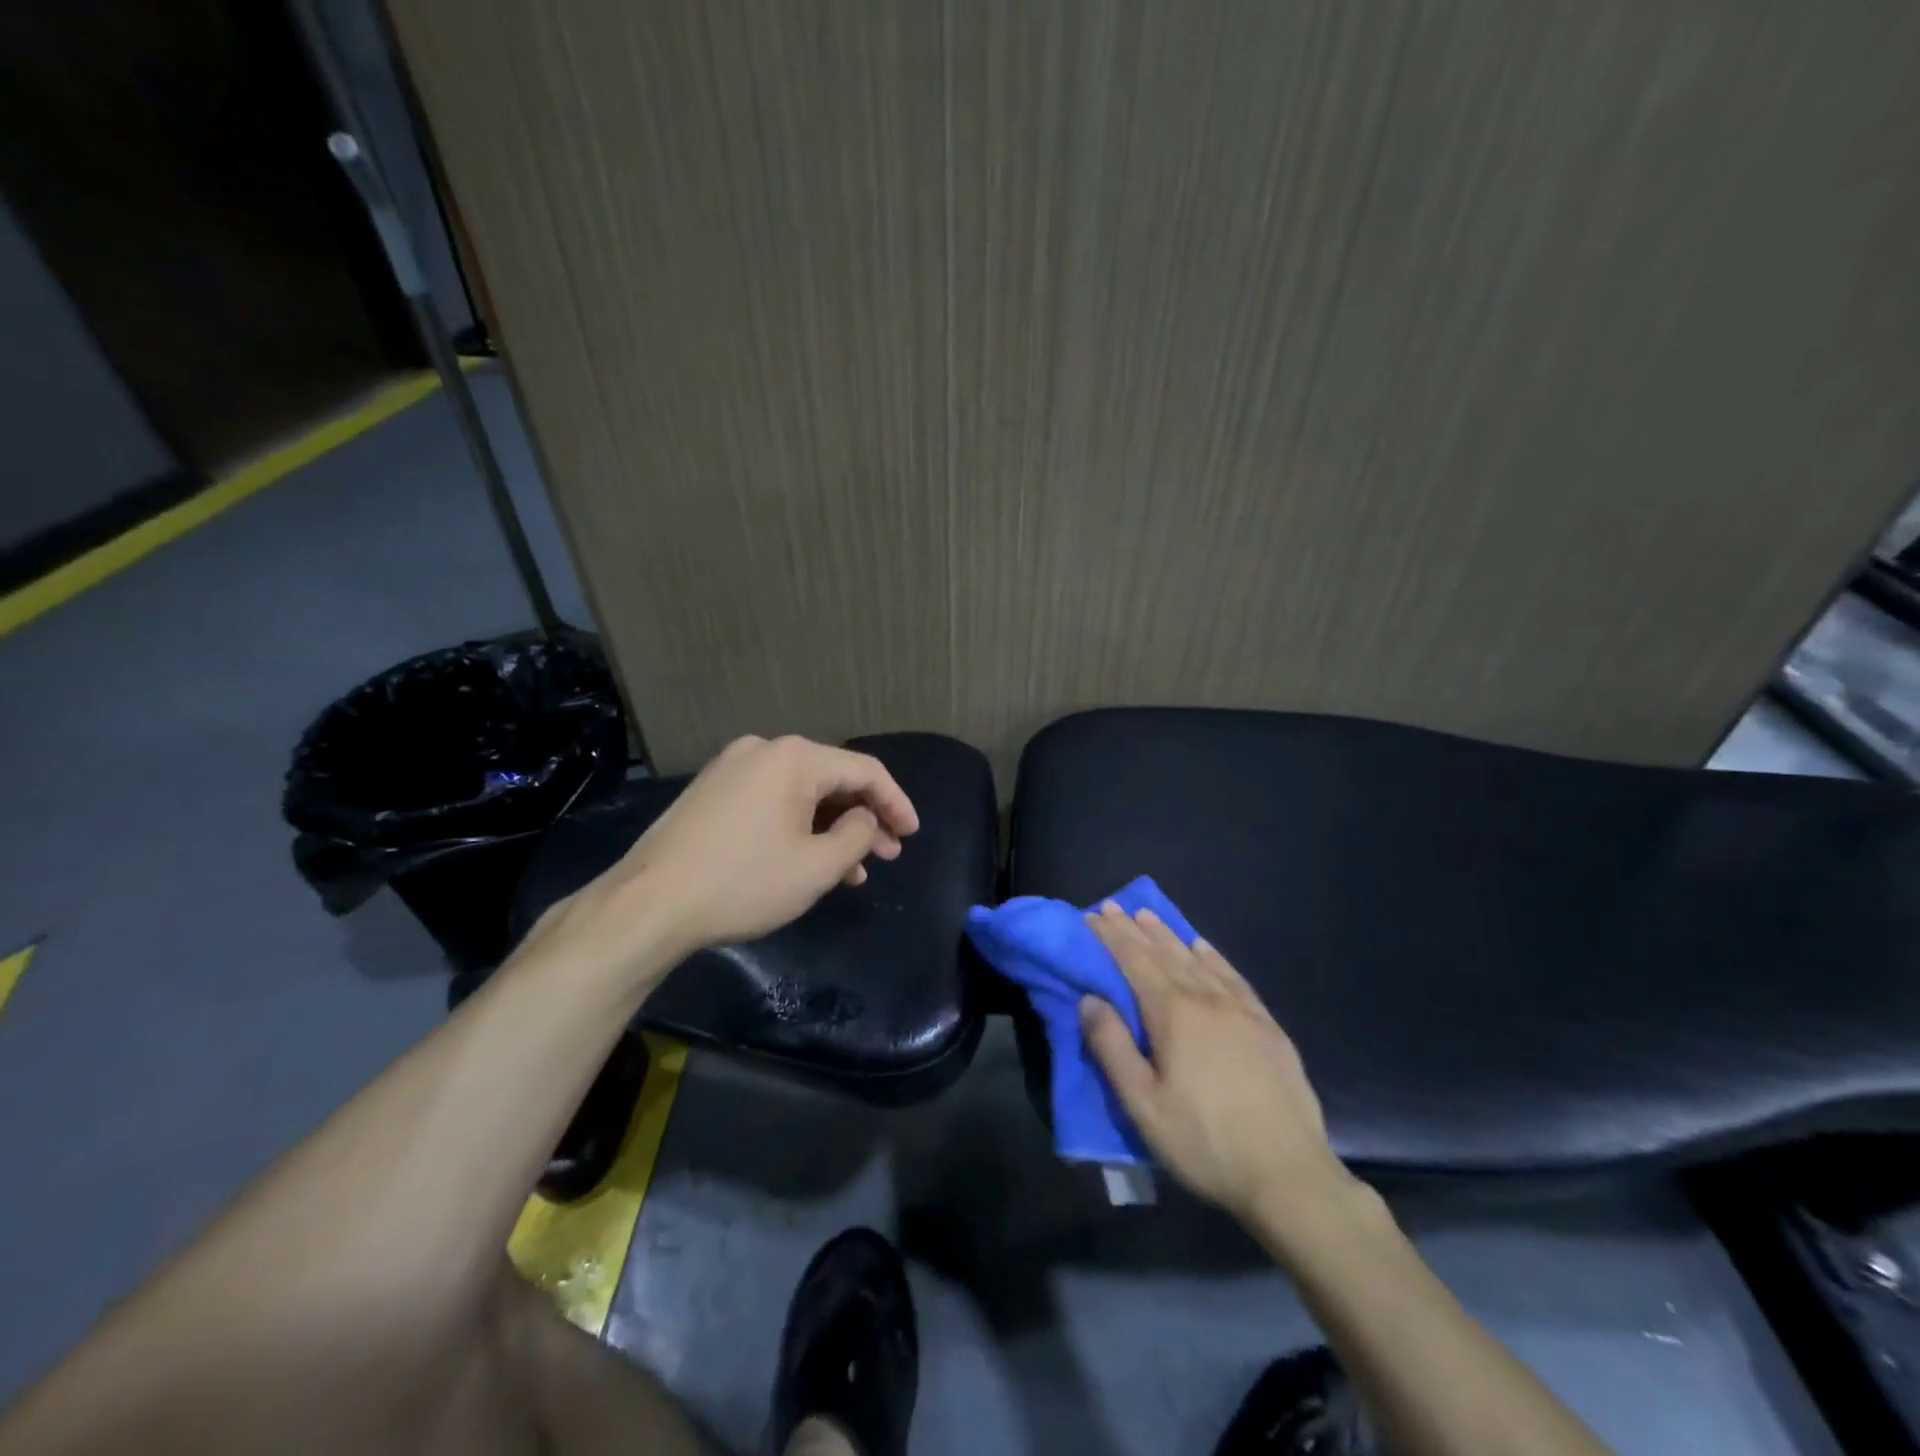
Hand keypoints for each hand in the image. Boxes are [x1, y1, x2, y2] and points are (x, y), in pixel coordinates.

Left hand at [520, 735, 918, 980]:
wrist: (648, 904)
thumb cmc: (744, 882)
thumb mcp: (817, 866)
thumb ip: (858, 835)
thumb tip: (866, 818)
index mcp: (794, 758)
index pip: (864, 771)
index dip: (896, 802)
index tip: (913, 834)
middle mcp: (763, 750)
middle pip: (831, 779)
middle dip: (865, 818)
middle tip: (888, 855)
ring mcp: (731, 768)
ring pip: (801, 793)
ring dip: (831, 828)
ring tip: (852, 870)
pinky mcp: (711, 791)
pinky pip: (771, 801)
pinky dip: (798, 826)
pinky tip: (808, 860)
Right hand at [1080, 903, 1360, 1234]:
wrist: (1289, 1175)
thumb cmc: (1205, 1143)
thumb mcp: (1143, 1105)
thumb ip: (1112, 1048)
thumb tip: (1089, 999)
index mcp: (1173, 1014)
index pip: (1134, 962)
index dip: (1111, 937)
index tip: (1092, 916)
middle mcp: (1206, 999)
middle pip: (1164, 954)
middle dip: (1135, 929)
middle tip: (1114, 906)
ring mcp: (1241, 1010)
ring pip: (1197, 960)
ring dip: (1169, 935)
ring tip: (1149, 916)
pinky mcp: (1267, 1026)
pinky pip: (1233, 977)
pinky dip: (1213, 956)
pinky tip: (1203, 947)